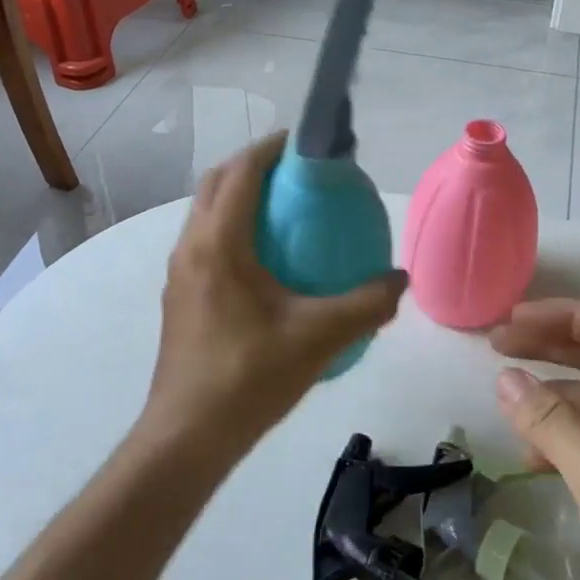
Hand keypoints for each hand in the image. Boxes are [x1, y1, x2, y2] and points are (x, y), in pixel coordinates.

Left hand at [143, 133, 407, 460]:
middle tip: (298, 174)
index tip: (305, 143)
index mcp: (218, 244)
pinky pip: (205, 240)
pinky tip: (267, 261)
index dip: (271, 148)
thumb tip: (400, 280)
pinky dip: (233, 227)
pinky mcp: (179, 296)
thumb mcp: (319, 337)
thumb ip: (366, 304)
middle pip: (217, 183)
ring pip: (206, 212)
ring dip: (239, 196)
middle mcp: (190, 248)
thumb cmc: (249, 378)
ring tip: (284, 209)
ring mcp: (179, 273)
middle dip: (254, 165)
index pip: (241, 172)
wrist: (187, 437)